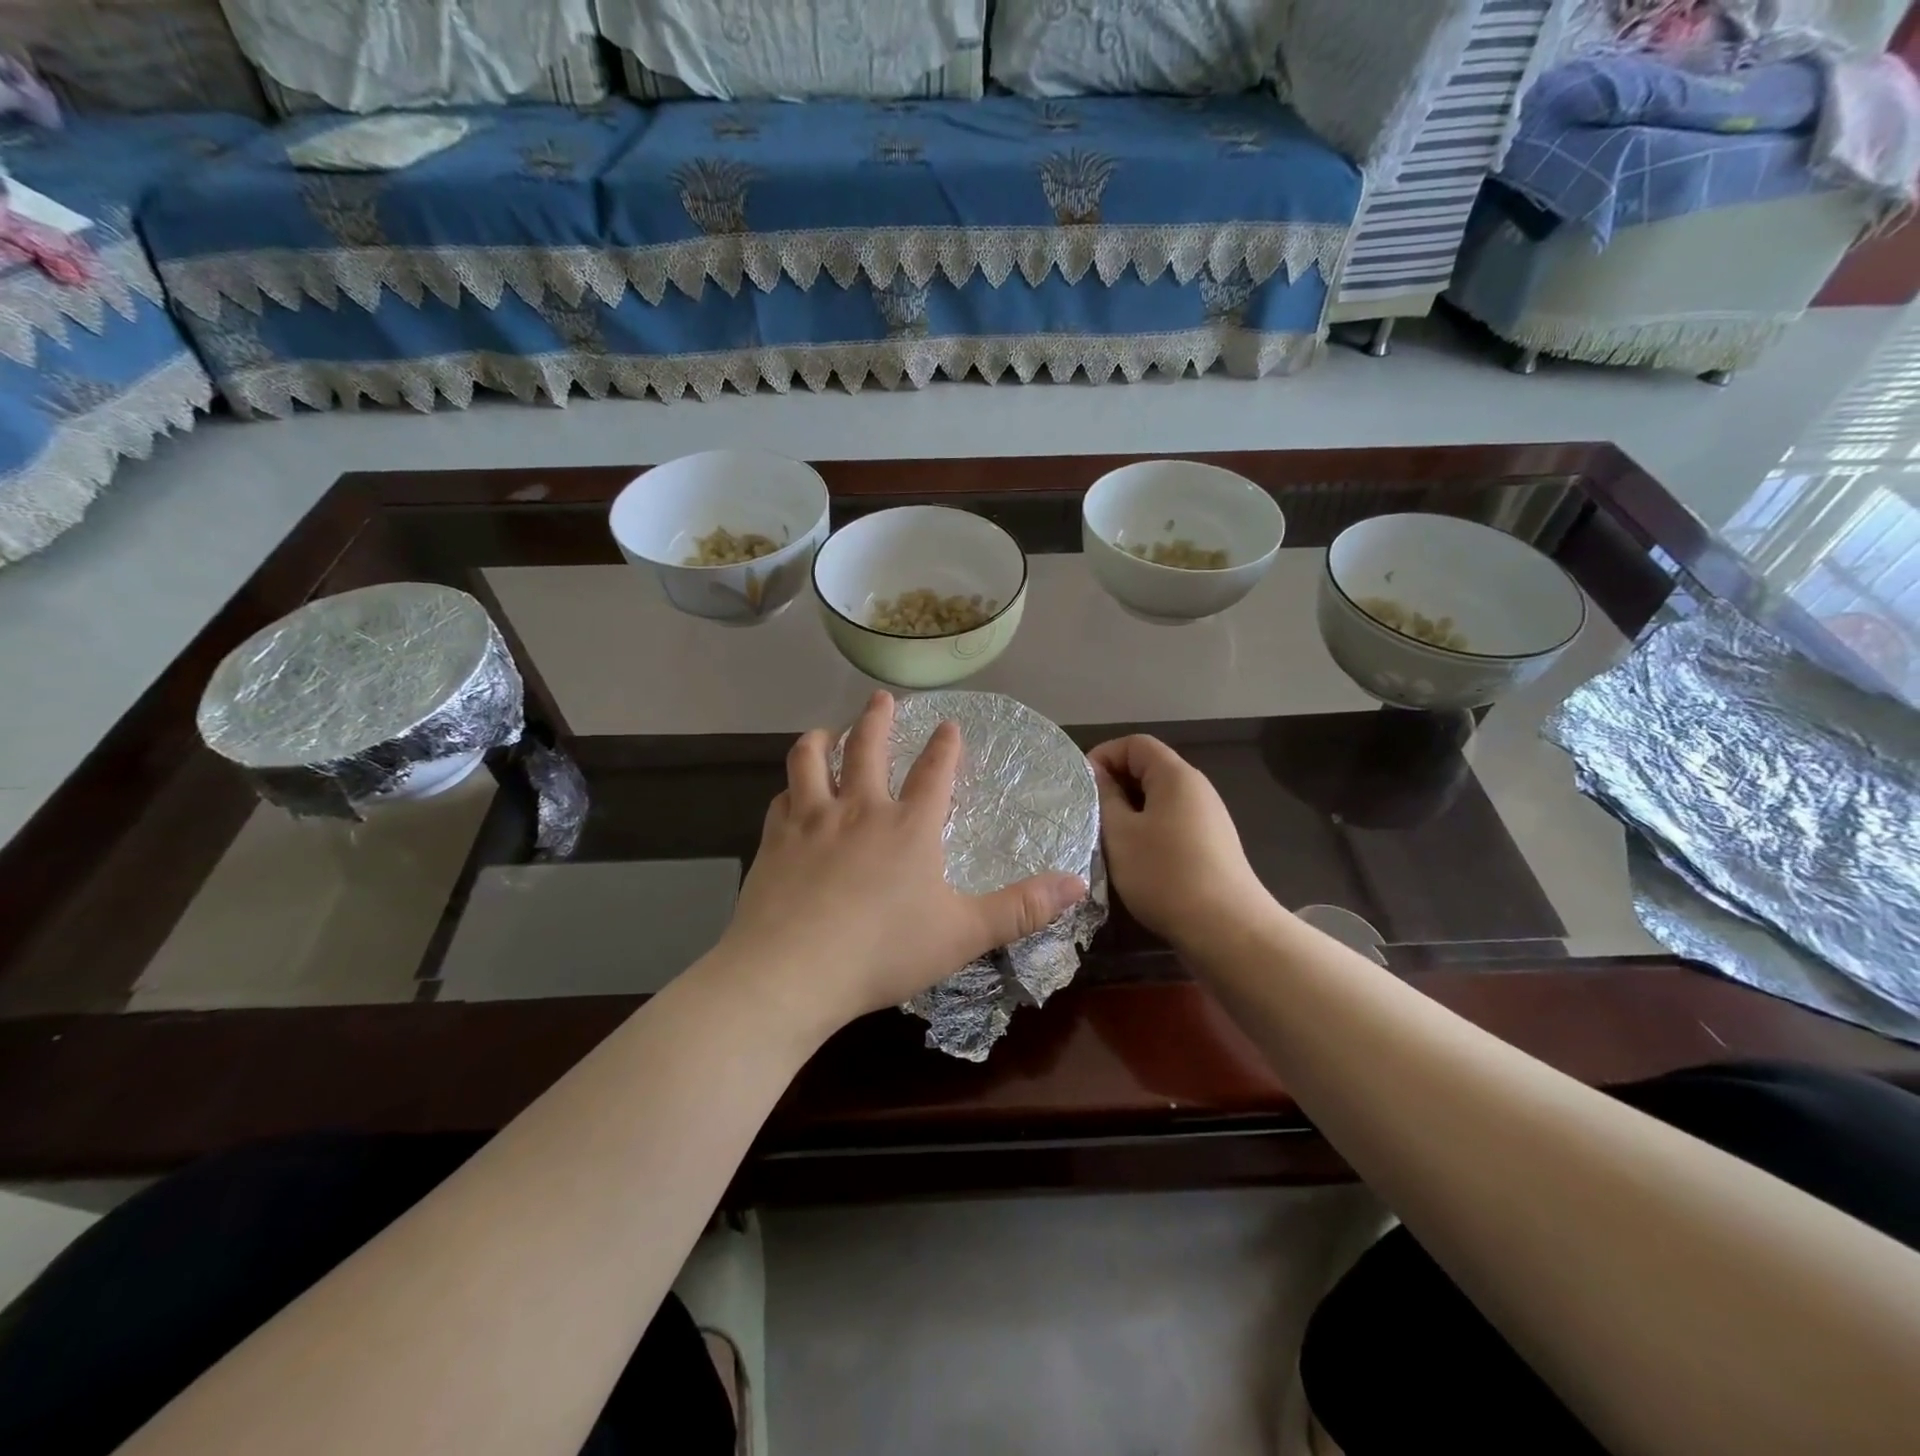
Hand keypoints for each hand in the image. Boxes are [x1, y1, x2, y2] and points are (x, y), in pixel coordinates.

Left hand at [718, 692, 1086, 1037]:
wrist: (791, 972)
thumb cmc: (883, 951)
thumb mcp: (964, 934)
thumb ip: (1022, 908)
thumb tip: (1078, 883)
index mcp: (909, 826)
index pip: (934, 772)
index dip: (945, 746)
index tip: (948, 723)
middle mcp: (859, 810)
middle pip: (867, 748)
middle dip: (877, 719)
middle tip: (881, 698)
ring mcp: (811, 821)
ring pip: (811, 760)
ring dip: (822, 740)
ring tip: (827, 731)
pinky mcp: (774, 841)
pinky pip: (781, 799)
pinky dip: (789, 788)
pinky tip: (790, 794)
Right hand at [1089, 735, 1273, 948]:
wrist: (1226, 929)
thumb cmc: (1165, 874)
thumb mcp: (1120, 833)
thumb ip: (1105, 797)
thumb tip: (1097, 773)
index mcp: (1176, 776)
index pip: (1135, 744)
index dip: (1103, 755)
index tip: (1080, 786)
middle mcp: (1196, 789)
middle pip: (1148, 768)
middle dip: (1114, 784)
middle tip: (1087, 813)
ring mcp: (1207, 818)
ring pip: (1158, 799)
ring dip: (1128, 811)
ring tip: (1104, 837)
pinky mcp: (1211, 845)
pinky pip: (1171, 822)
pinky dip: (1147, 830)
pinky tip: (1133, 858)